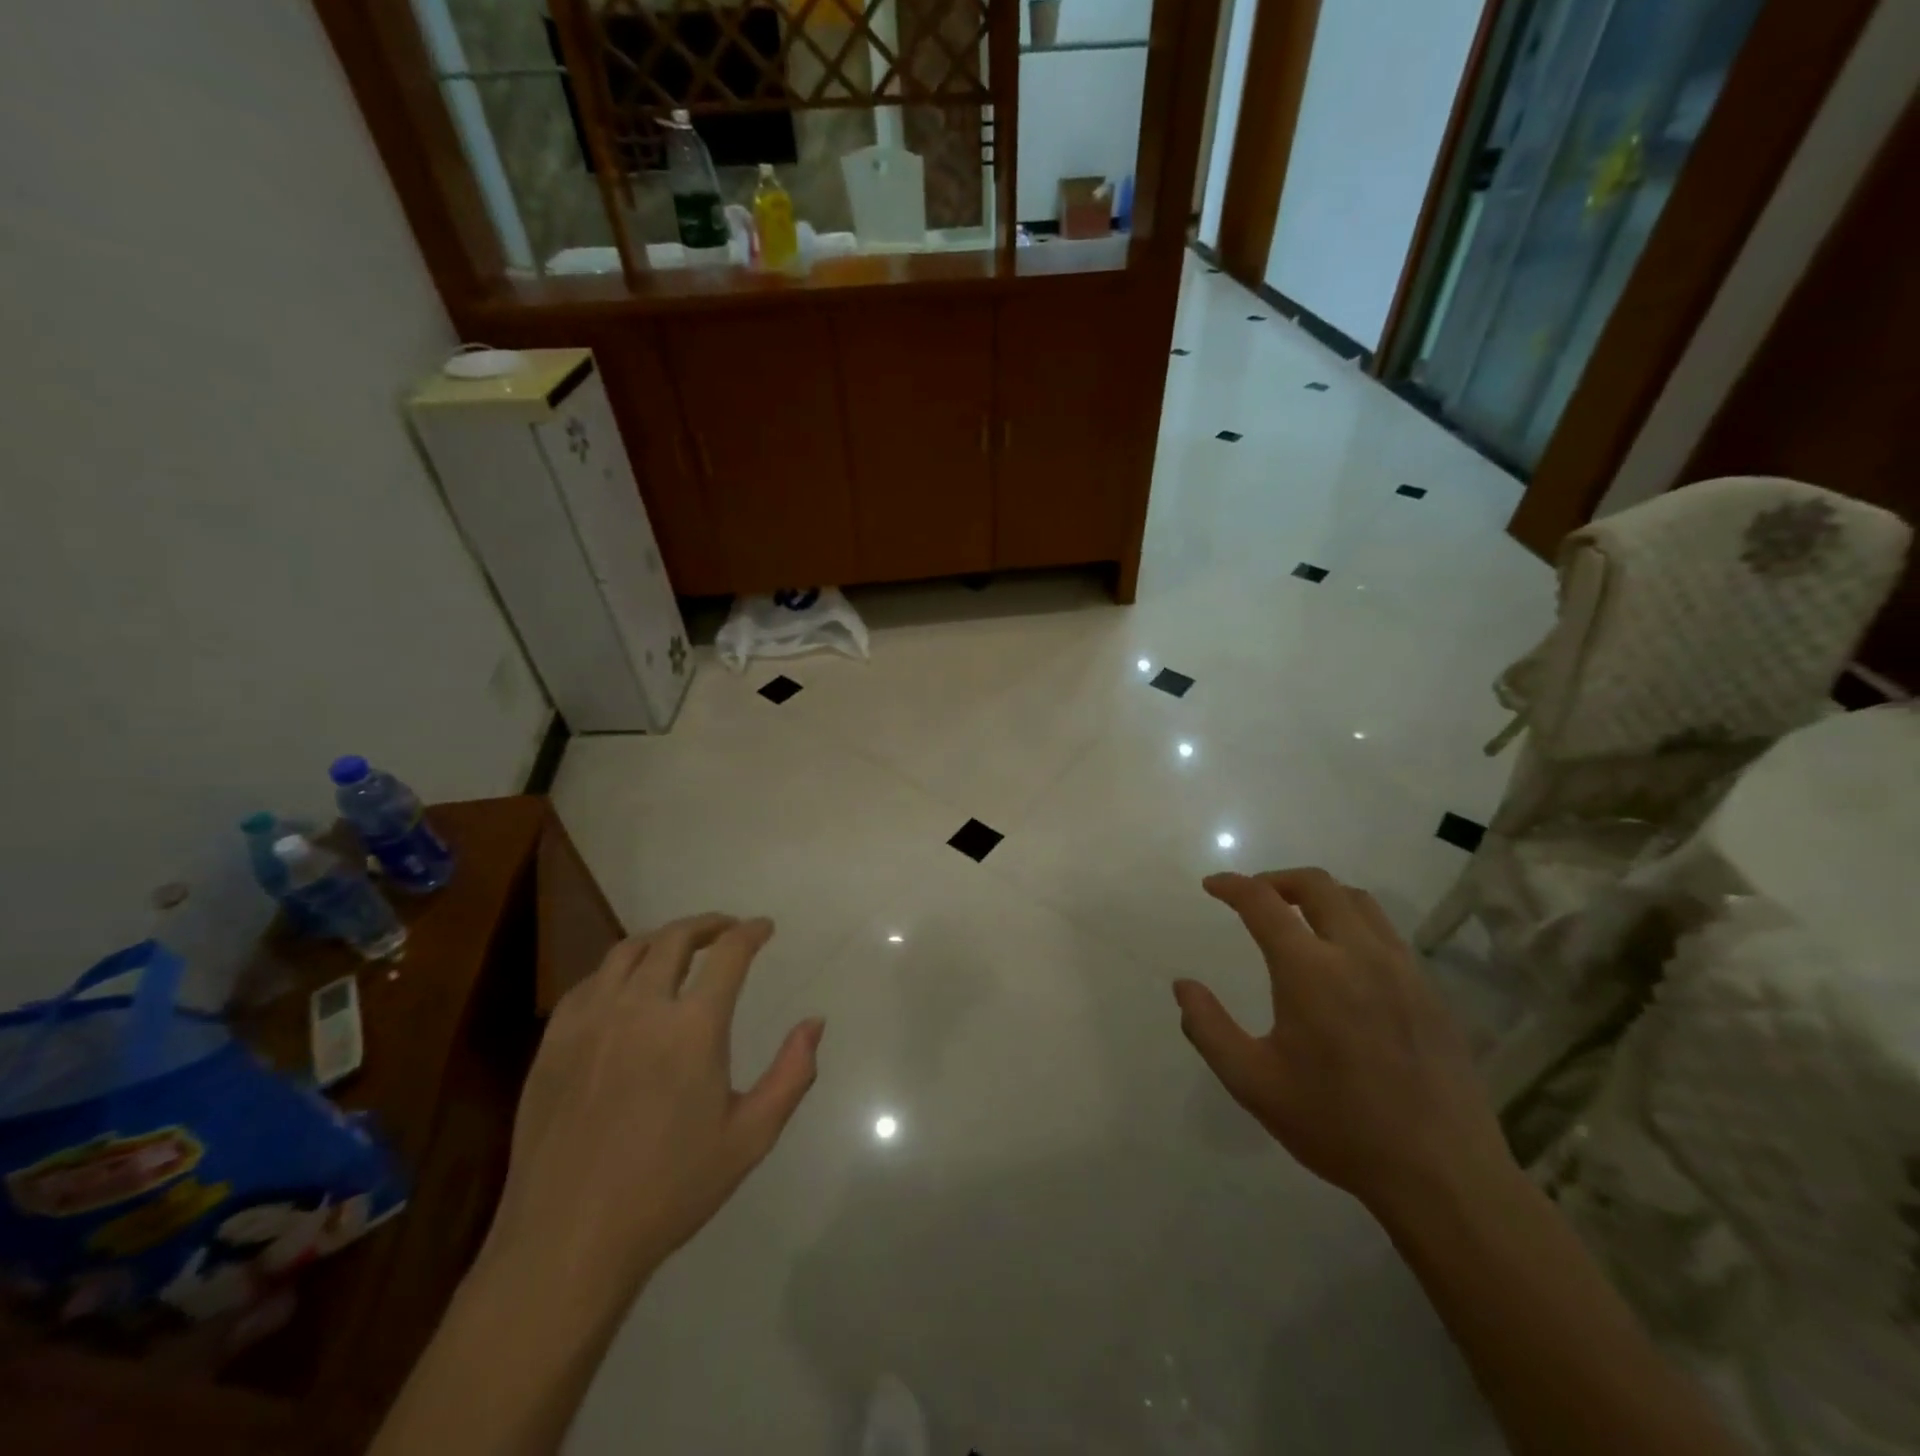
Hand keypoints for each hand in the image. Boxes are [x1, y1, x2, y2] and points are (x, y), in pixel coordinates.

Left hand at [482, 914, 823, 1299]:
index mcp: (692, 1028)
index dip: (750, 932)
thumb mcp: (750, 1138)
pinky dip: (617, 969)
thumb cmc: (670, 1190)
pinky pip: (589, 982)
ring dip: (661, 938)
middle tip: (726, 929)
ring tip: (679, 947)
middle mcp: (640, 1008)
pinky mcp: (554, 1042)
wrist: (568, 1241)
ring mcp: (590, 1021)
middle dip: (708, 924)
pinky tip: (626, 986)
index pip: (728, 954)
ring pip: (627, 951)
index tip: (764, 927)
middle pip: (675, 938)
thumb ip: (792, 1073)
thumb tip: (815, 1022)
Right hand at [1174, 869, 1510, 1218]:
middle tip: (1254, 896)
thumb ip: (1209, 1028)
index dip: (1232, 886)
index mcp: (1309, 971)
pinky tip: (1344, 960)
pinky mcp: (1430, 992)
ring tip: (1298, 917)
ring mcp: (1402, 970)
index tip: (1212, 885)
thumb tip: (1183, 986)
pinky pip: (1387, 933)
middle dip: (1277, 879)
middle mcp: (1358, 954)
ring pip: (1358, 901)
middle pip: (1316, 884)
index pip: (1262, 902)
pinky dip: (1354, 923)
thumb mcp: (1253, 1083)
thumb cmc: (1337, 1125)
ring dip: (1319, 895)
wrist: (1442, 1174)